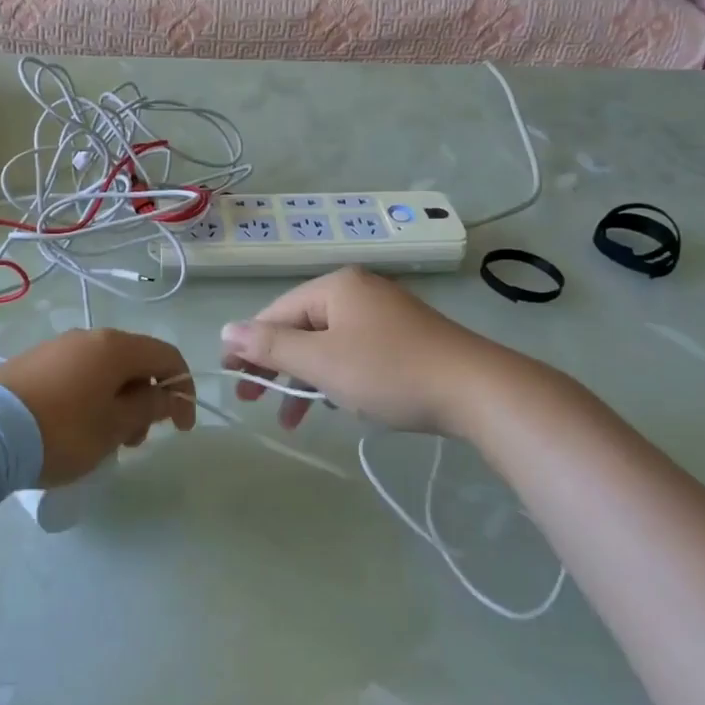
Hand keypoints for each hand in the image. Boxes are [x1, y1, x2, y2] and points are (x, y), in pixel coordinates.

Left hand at [0, 330, 195, 486]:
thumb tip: (172, 396)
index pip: (167, 356)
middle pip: (135, 362)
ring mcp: (59, 346)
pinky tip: (76, 426)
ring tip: (104, 440)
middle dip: (147, 399)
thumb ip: (150, 407)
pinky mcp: (36, 361)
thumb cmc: (62, 430)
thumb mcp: (114, 426)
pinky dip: (92, 396)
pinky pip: (79, 373)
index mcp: (116, 347)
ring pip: (106, 369)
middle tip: (135, 441)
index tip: (181, 428)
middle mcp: (90, 336)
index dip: (183, 389)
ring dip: (119, 400)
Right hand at [220, 268, 572, 435]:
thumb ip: (272, 346)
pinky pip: (354, 351)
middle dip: (277, 366)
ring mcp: (385, 313)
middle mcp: (358, 291)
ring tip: (294, 417)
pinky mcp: (405, 337)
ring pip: (328, 343)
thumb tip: (227, 329)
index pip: (276, 312)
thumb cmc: (389, 372)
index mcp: (336, 287)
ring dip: (306, 378)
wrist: (477, 390)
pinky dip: (337, 376)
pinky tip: (336, 402)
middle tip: (255, 401)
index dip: (250, 345)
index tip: (231, 380)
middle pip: (301, 326)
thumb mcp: (322, 362)